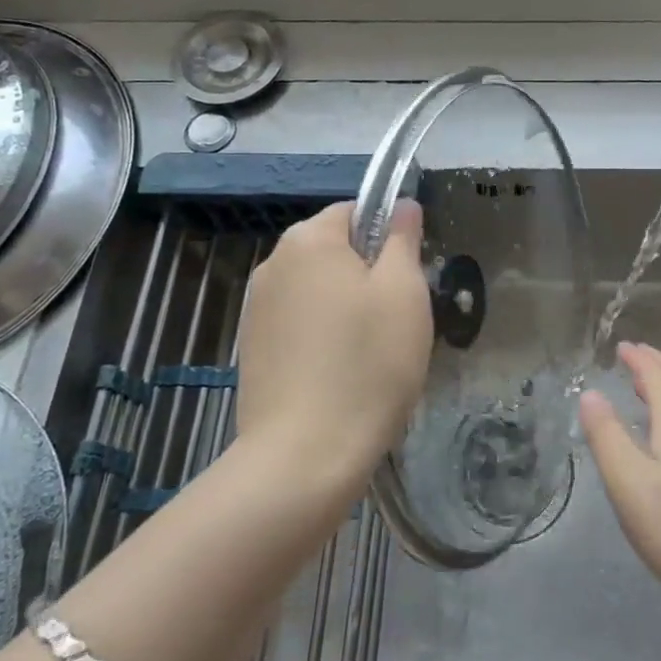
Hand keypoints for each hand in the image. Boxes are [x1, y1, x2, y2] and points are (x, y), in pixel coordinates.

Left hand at [236, 201, 431, 485]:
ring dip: (346, 308)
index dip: (388, 237)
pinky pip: (299, 325)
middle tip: (397, 319)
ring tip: (372, 353)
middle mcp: (273, 263)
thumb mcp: (404, 292)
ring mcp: (256, 309)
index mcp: (308, 239)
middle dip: (367, 275)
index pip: (355, 211)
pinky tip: (341, 374)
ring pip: (317, 291)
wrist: (305, 455)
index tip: (408, 278)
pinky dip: (323, 338)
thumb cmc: (368, 363)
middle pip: (333, 251)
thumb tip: (402, 205)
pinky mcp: (252, 349)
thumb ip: (403, 239)